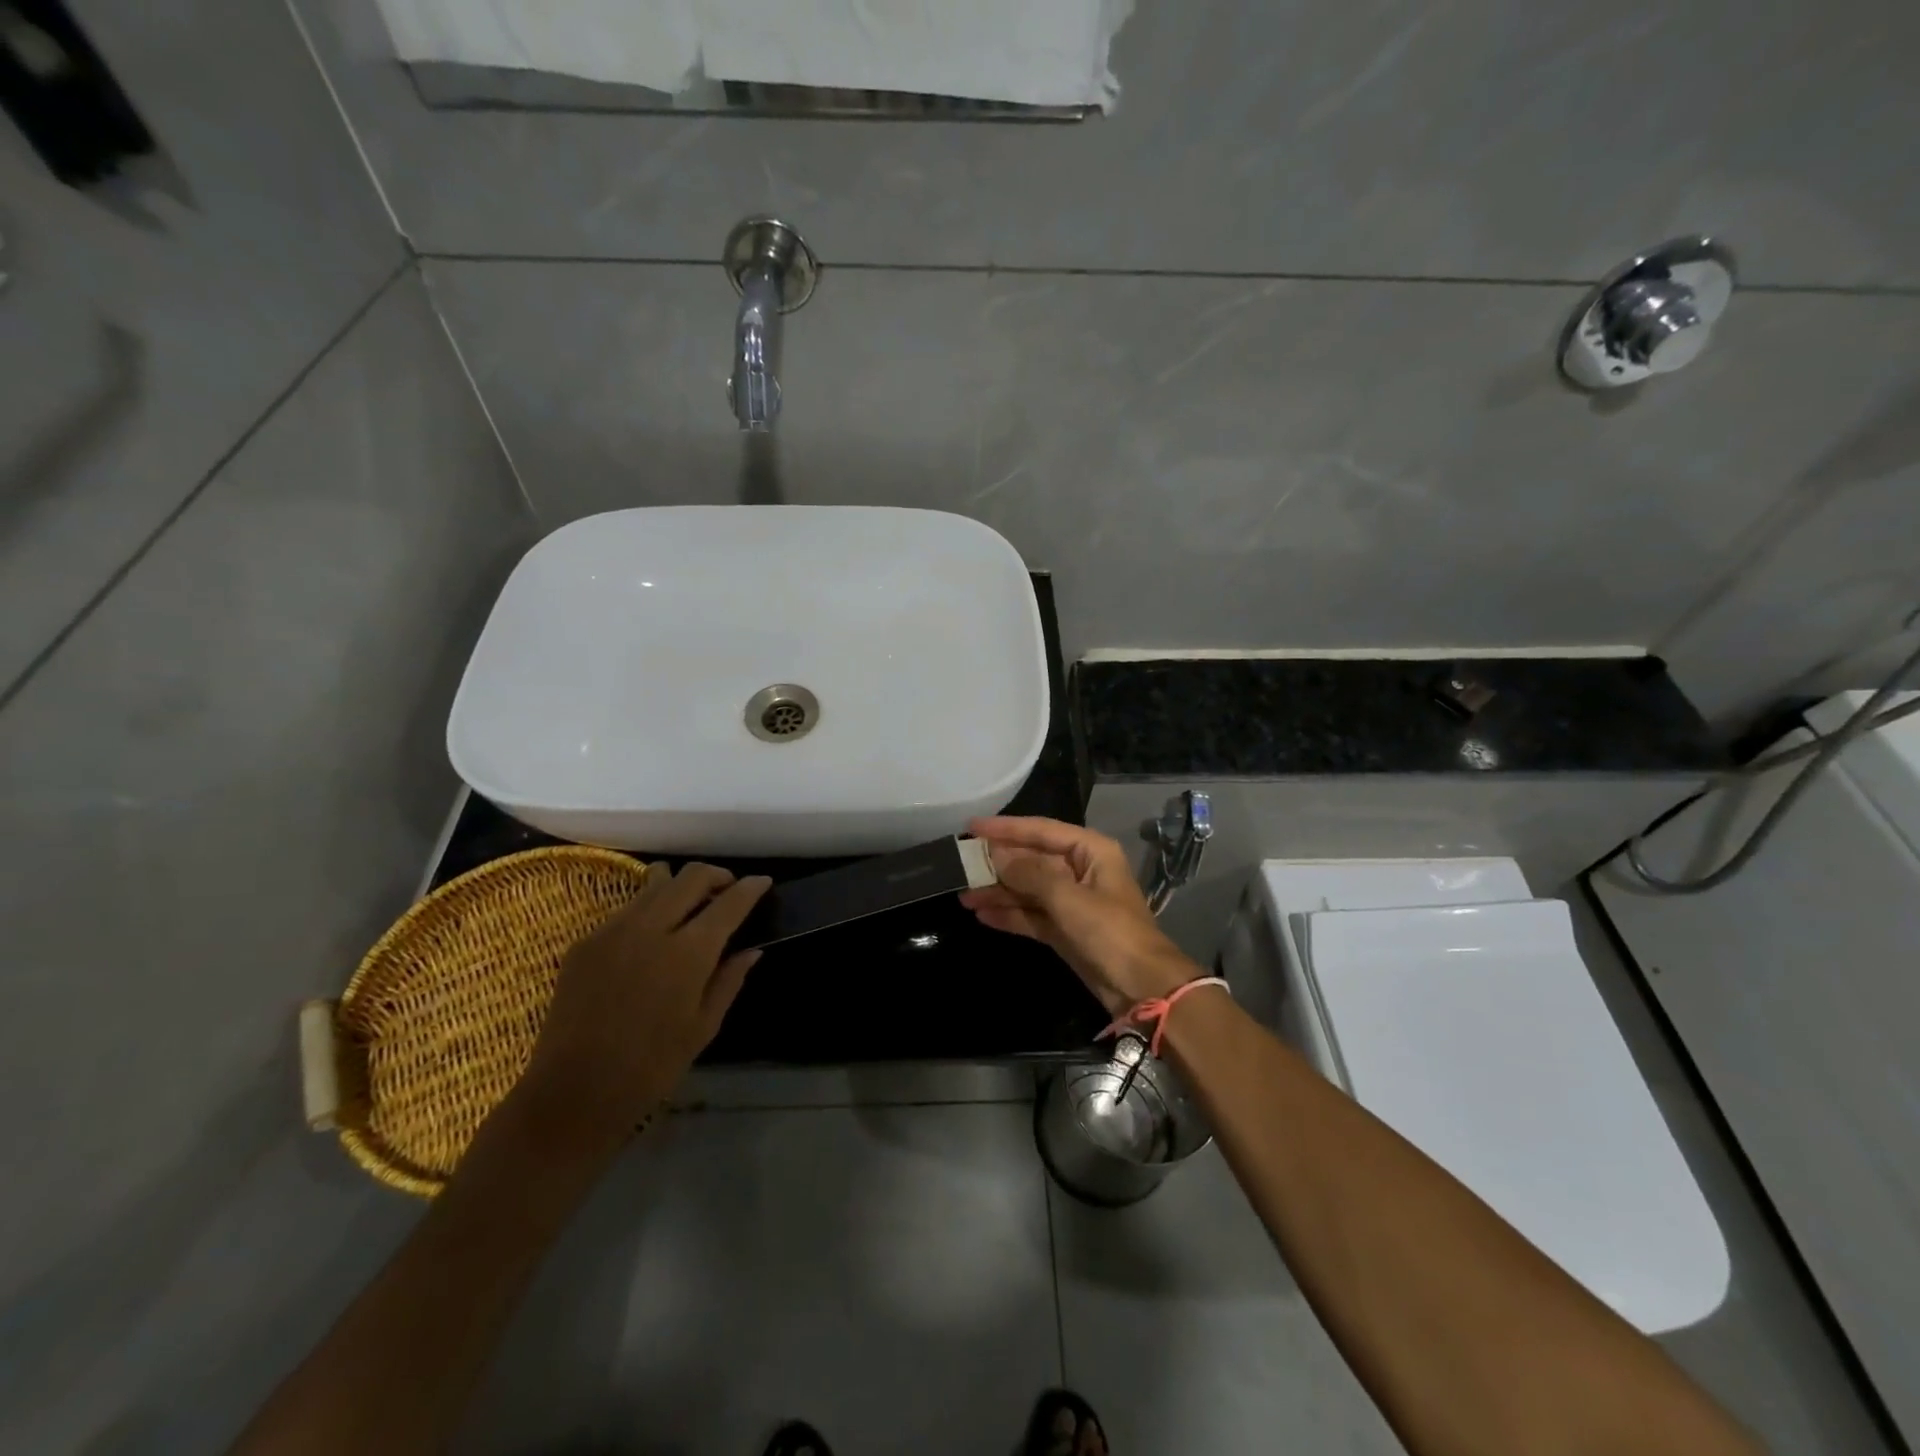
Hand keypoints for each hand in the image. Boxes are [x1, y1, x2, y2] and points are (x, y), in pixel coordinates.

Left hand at [511, 863, 770, 1158]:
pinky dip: (650, 908)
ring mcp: (613, 930)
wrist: (572, 1093)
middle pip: (691, 877)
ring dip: (681, 885)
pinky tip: (653, 935)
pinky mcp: (585, 941)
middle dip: (717, 876)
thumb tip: (751, 949)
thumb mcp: (704, 1028)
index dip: (751, 888)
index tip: (763, 882)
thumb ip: (729, 980)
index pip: (729, 903)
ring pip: (655, 884)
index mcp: (688, 954)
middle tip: (728, 889)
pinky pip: (627, 909)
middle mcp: (651, 928)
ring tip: (691, 903)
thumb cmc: (651, 1068)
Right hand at [960, 816, 1197, 1014]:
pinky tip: (982, 915)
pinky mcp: (1065, 929)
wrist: (1141, 987)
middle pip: (1032, 860)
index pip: (1041, 830)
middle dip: (998, 864)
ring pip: (1028, 889)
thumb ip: (1029, 872)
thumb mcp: (1067, 897)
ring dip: (999, 892)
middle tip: (961, 865)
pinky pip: (1031, 914)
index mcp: (1090, 851)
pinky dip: (1010, 914)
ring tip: (964, 895)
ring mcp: (1072, 902)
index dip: (1005, 828)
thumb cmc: (1109, 931)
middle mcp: (1080, 870)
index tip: (971, 828)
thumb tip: (995, 855)